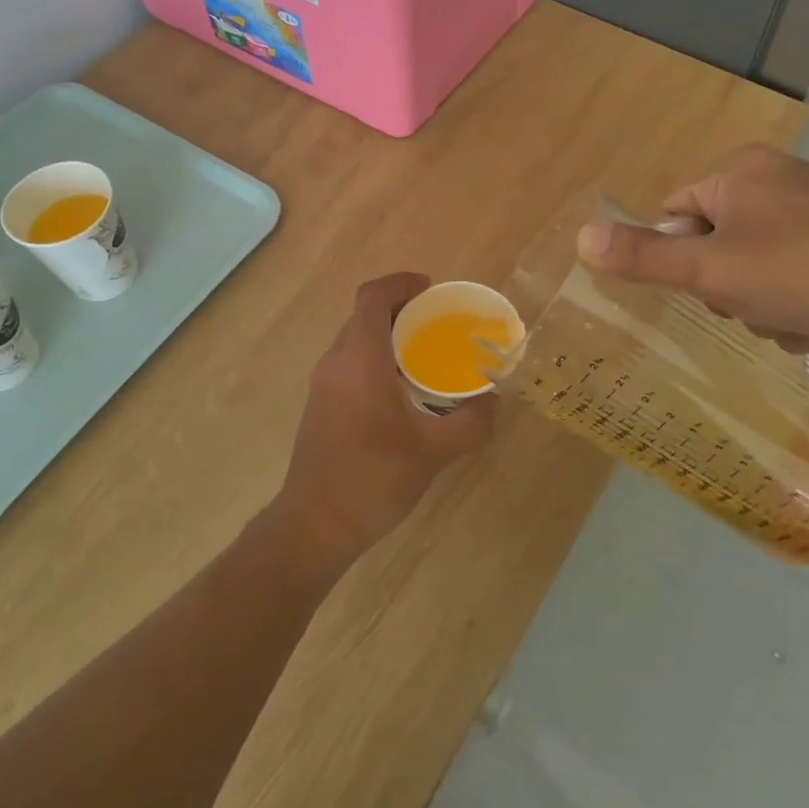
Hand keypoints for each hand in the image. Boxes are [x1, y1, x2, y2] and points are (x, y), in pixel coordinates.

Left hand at [275, 273, 495, 566]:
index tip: (431, 289)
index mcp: (359, 359)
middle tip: (439, 322)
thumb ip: (471, 423)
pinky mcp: (321, 405)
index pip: (373, 297)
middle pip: (364, 315)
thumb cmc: (373, 479)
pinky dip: (377, 358)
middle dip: (401, 309)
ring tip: (427, 353)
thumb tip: (493, 402)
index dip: (401, 283)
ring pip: (356, 340)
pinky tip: (404, 390)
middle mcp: (336, 362)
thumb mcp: (433, 451)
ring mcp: (324, 384)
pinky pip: (351, 363)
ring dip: (388, 335)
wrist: (316, 524)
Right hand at [576, 146, 808, 356]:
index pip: (673, 216)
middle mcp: (775, 180)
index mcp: (738, 172)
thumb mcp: (712, 271)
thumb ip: (643, 258)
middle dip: (726, 288)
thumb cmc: (808, 271)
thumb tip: (580, 238)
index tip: (706, 288)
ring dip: (760, 304)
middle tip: (750, 303)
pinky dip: (797, 303)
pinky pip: (795, 274)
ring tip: (792, 317)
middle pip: (713, 245)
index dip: (680, 260)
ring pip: (754, 268)